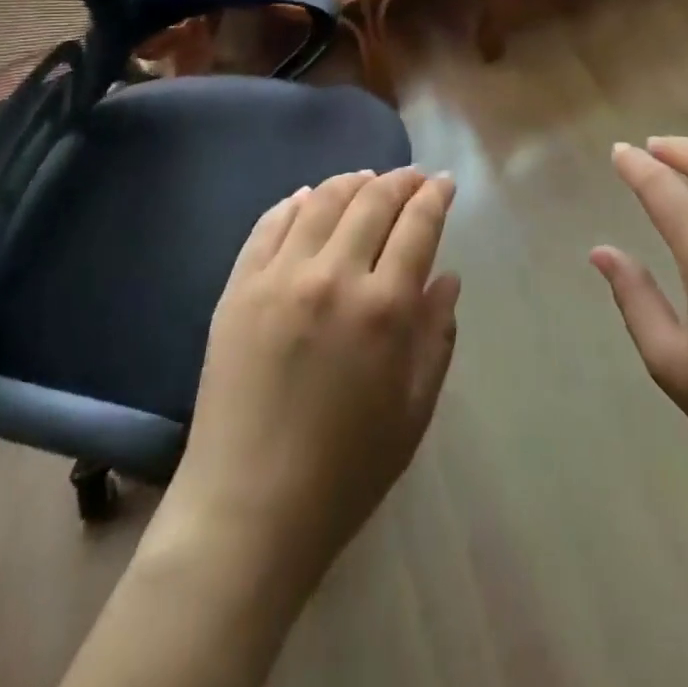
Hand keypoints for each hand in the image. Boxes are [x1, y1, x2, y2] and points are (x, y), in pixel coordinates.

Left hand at [166, 168, 460, 593]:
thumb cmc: (346, 469)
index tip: (443, 182)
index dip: (434, 196)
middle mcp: (333, 276)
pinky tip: (309, 198)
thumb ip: (436, 335)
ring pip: (322, 201)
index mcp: (384, 308)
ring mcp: (279, 277)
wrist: (247, 508)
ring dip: (351, 181)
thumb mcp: (413, 409)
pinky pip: (270, 223)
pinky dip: (296, 202)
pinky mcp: (239, 286)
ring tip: (367, 179)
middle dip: (400, 181)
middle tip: (412, 178)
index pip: (418, 225)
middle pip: (373, 201)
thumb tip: (448, 277)